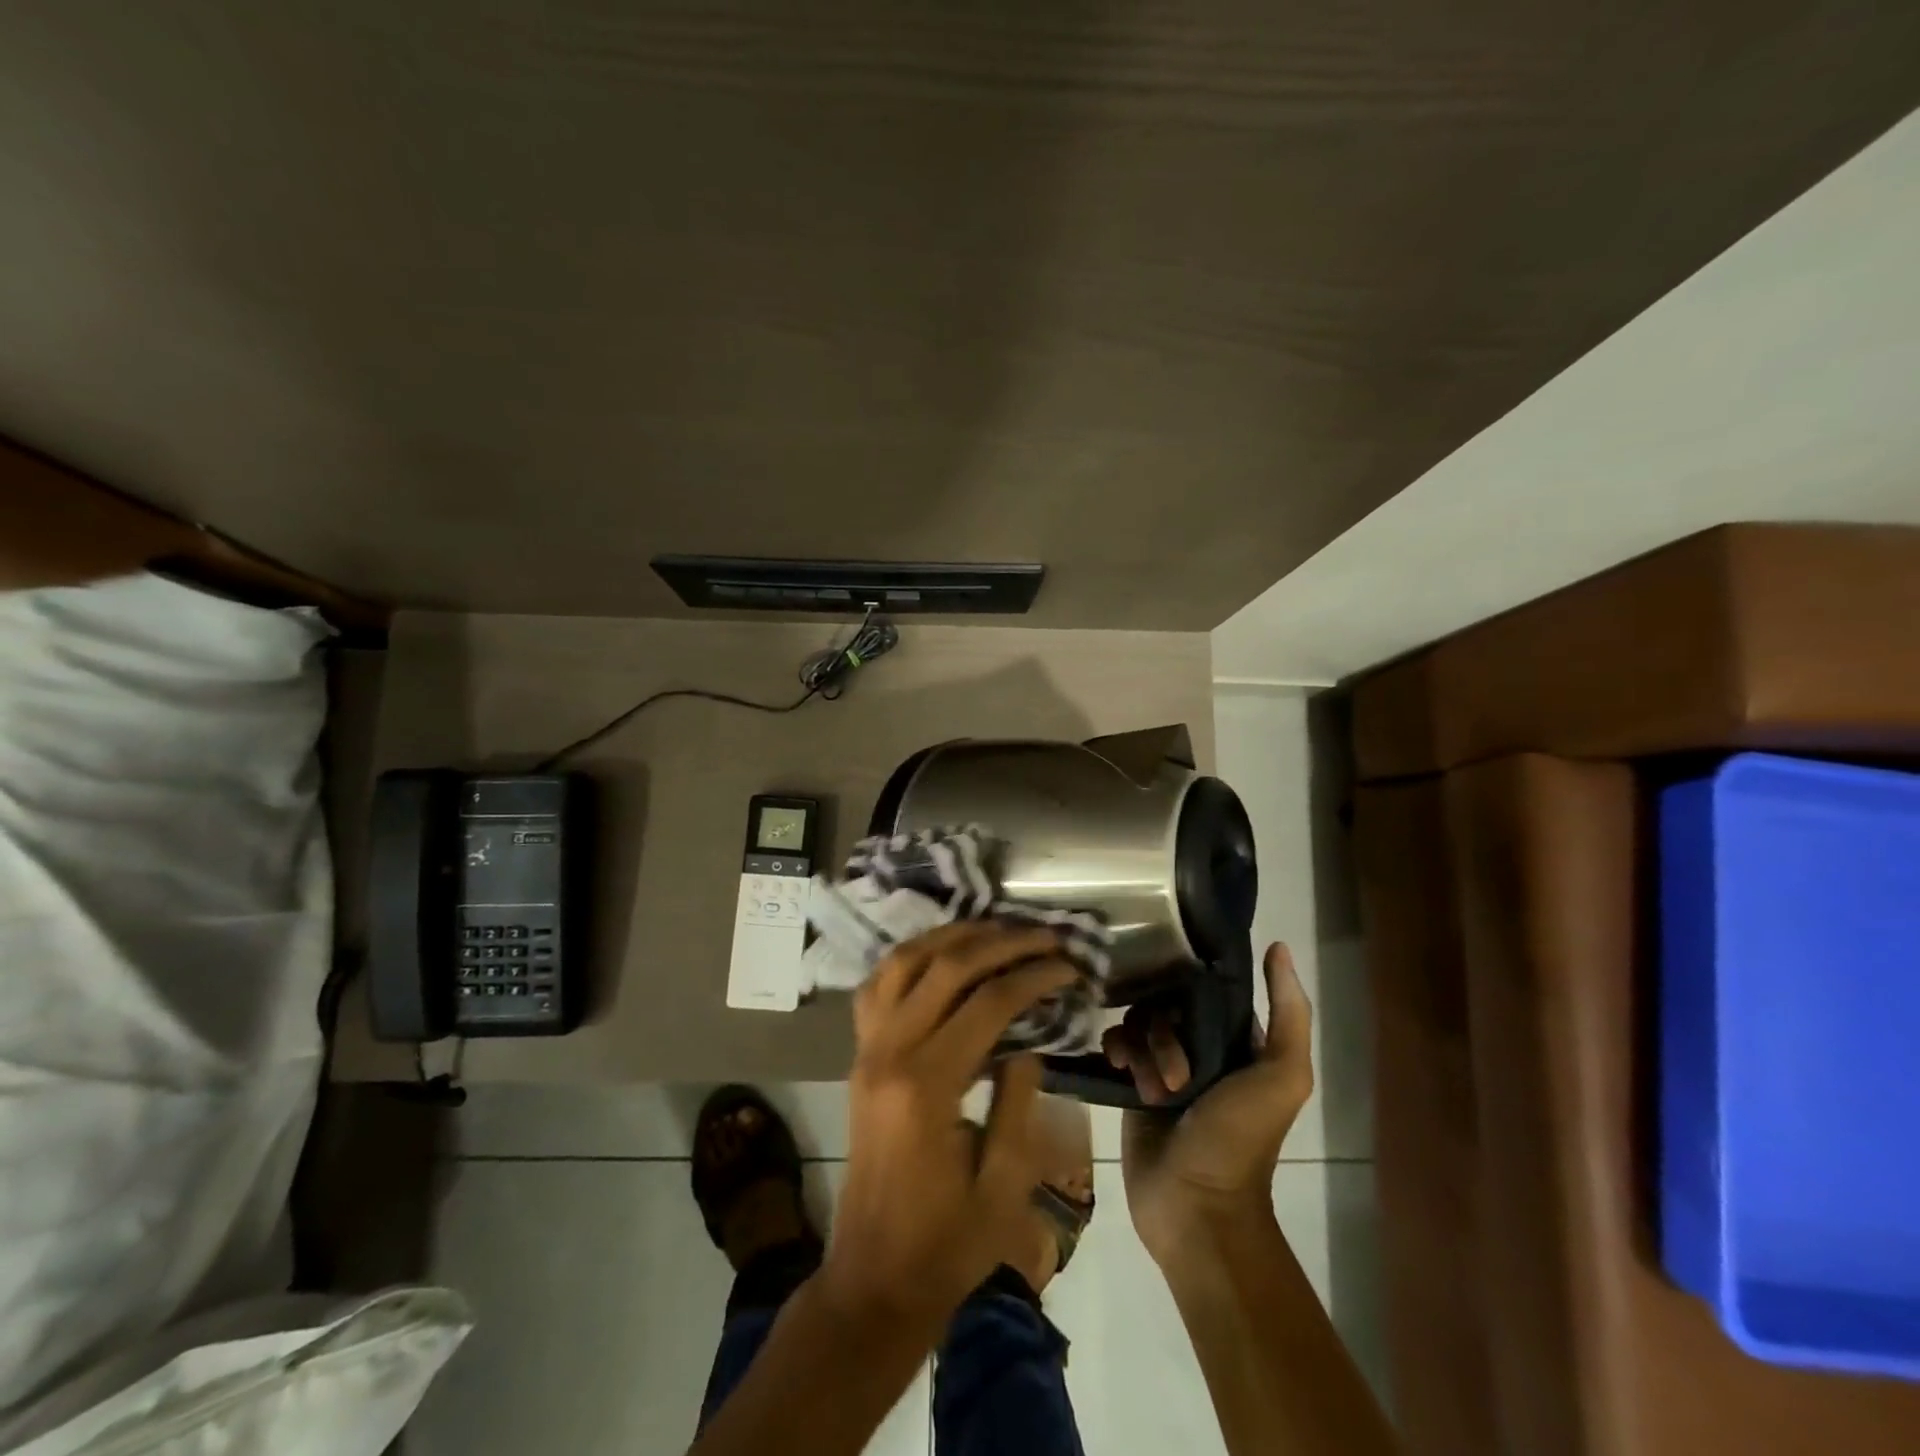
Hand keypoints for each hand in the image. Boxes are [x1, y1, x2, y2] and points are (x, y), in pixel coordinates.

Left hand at [823, 922, 1076, 1323]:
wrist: (874, 1277)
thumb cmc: (947, 1243)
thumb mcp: (1004, 1184)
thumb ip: (1018, 1102)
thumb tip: (1026, 1041)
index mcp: (926, 1085)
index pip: (987, 1003)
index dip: (1034, 976)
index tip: (1070, 966)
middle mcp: (888, 1052)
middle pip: (946, 968)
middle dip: (1002, 942)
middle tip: (1045, 935)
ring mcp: (866, 1049)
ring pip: (904, 962)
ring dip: (952, 937)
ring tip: (997, 928)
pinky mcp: (858, 1055)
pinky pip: (877, 986)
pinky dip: (910, 957)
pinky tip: (941, 954)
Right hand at [1104, 942, 1313, 1263]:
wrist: (1195, 1208)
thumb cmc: (1241, 1140)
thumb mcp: (1281, 1076)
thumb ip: (1289, 1014)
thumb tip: (1279, 947)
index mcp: (1238, 1042)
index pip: (1208, 989)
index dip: (1193, 982)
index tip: (1176, 984)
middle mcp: (1200, 1048)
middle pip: (1167, 1004)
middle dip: (1164, 1029)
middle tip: (1175, 1071)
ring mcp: (1163, 1067)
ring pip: (1139, 1022)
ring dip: (1142, 1047)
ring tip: (1150, 1086)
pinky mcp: (1132, 1085)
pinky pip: (1117, 1045)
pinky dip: (1116, 1051)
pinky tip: (1120, 1069)